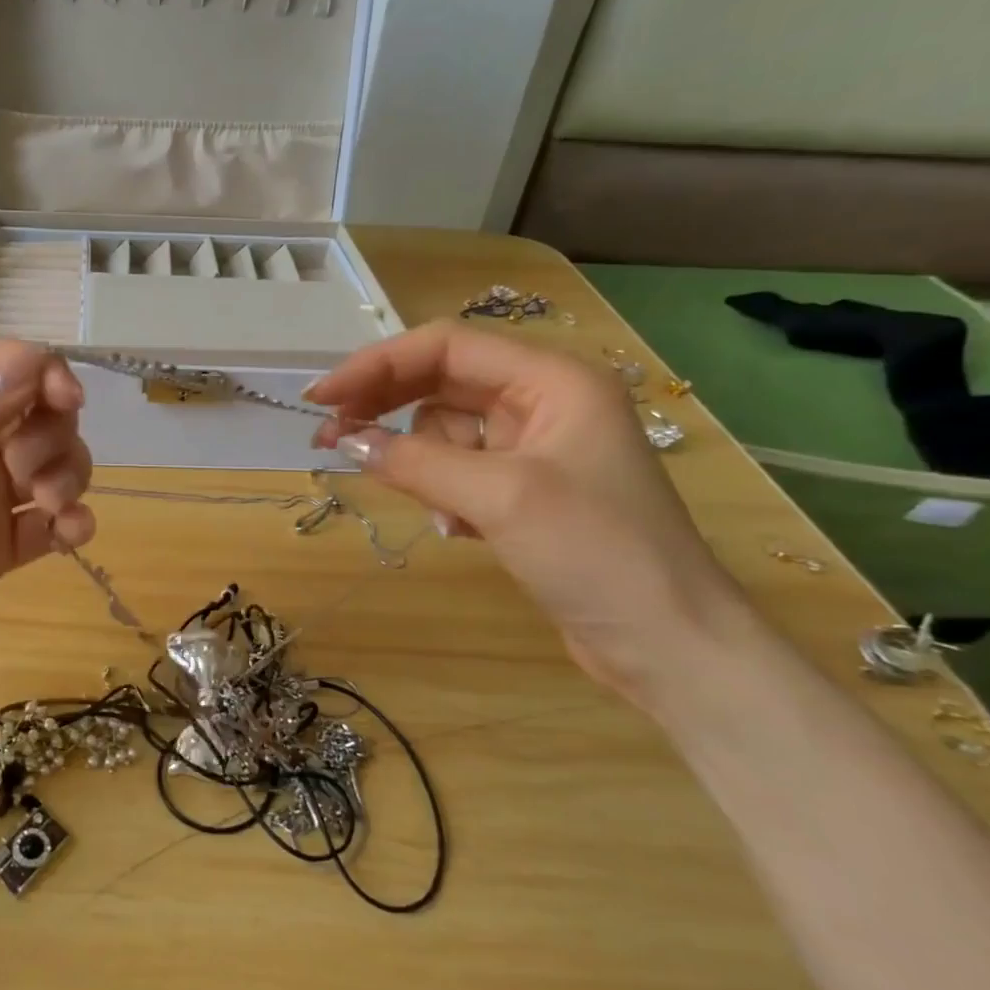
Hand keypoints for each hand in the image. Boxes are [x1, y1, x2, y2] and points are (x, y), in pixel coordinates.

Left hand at [0, 343, 92, 730]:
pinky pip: (52, 527)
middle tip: (27, 477)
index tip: (65, 400)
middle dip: (54, 431)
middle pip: (38, 415)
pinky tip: (71, 536)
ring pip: (53, 466)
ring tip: (51, 509)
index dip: (42, 371)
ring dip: (70, 473)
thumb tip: (28, 368)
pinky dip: (75, 522)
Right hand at [305, 321, 755, 699]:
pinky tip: (458, 529)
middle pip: (440, 383)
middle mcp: (543, 401)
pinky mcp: (523, 490)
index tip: (322, 398)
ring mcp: (534, 447)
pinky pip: (458, 471)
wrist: (667, 643)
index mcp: (553, 379)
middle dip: (387, 408)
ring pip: (443, 432)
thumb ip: (415, 461)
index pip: (446, 347)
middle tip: (330, 437)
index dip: (377, 365)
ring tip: (442, 513)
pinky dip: (443, 492)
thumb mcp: (499, 496)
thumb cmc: (596, 553)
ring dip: (423, 464)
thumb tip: (346, 441)